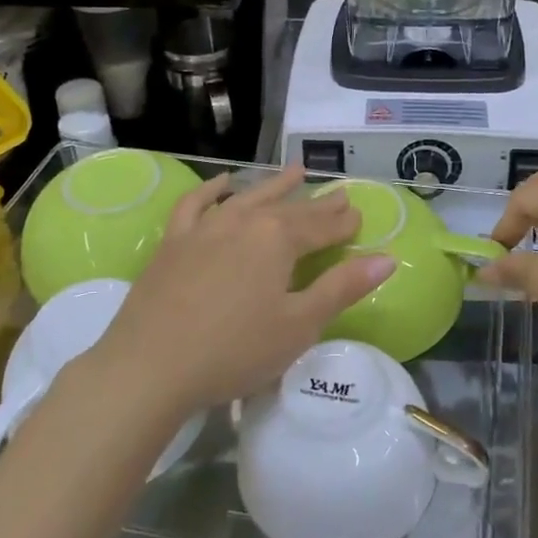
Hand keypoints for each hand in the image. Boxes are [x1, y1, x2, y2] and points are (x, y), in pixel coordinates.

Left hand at [91, 165, 395, 415]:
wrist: (150, 366)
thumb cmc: (234, 350)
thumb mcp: (299, 325)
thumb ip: (343, 288)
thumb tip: (387, 259)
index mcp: (278, 239)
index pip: (321, 226)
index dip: (343, 223)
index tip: (359, 216)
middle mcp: (244, 221)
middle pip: (289, 209)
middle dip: (317, 204)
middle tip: (338, 195)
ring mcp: (205, 227)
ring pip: (248, 197)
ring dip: (274, 185)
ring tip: (295, 172)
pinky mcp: (174, 241)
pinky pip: (197, 204)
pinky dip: (213, 190)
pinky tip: (225, 183)